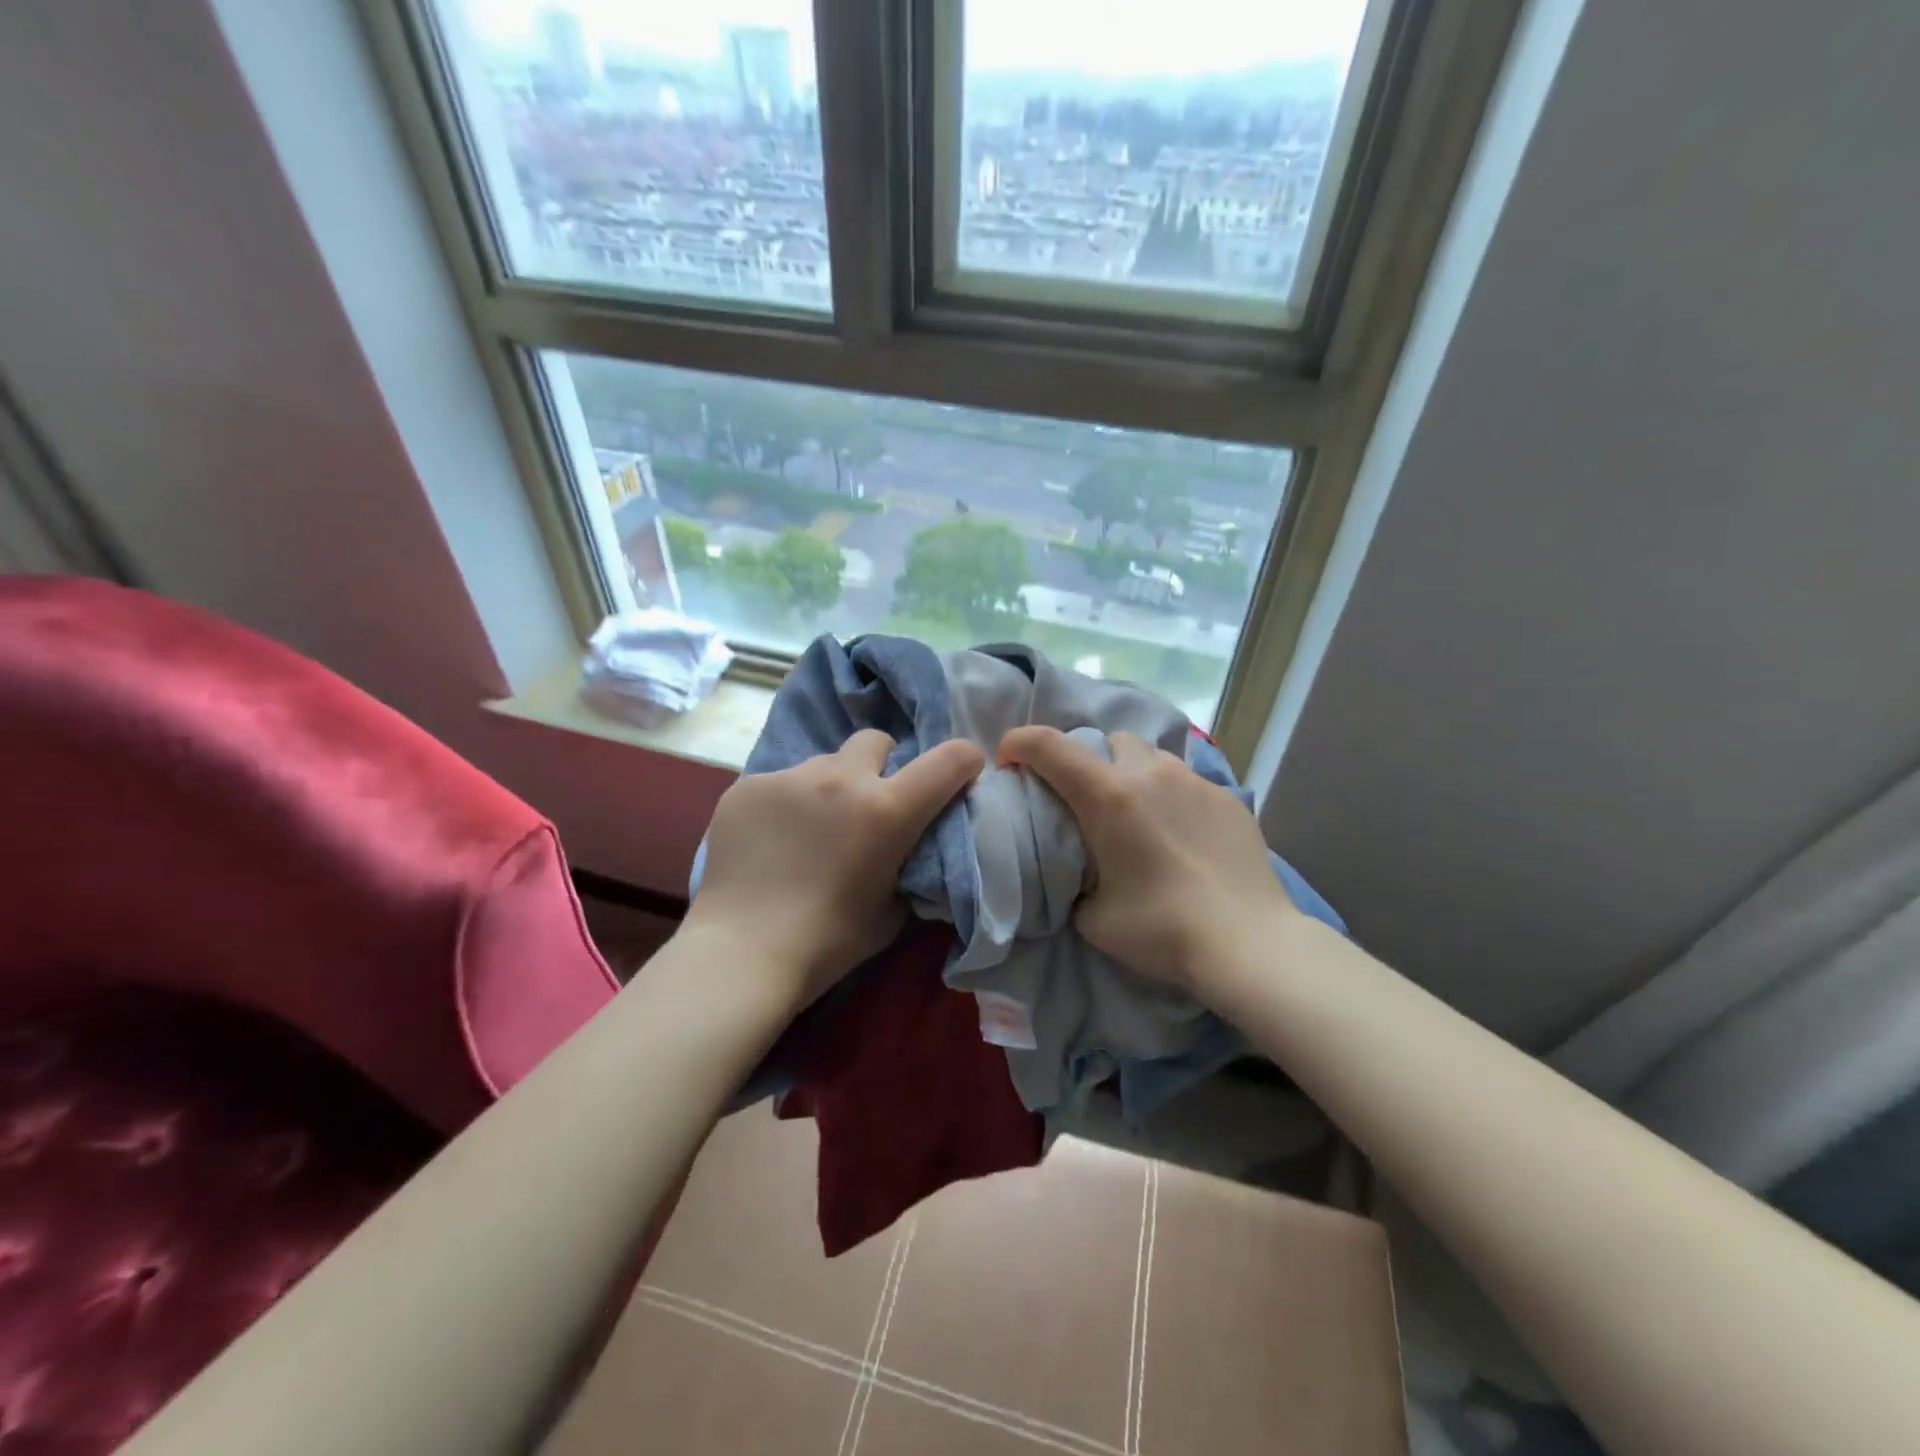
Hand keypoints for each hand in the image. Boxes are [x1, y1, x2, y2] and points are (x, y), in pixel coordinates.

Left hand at [685, 730, 984, 1010]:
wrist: (743, 953)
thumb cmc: (828, 943)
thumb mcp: (892, 909)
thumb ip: (908, 866)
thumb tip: (908, 849)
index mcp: (886, 809)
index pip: (947, 760)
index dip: (964, 760)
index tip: (962, 773)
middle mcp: (840, 779)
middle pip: (875, 741)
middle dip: (881, 765)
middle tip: (868, 804)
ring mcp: (788, 778)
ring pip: (823, 764)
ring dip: (829, 788)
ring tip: (809, 831)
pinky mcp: (747, 787)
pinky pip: (779, 784)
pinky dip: (785, 806)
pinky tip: (769, 843)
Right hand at [997, 725, 1294, 994]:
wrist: (1248, 943)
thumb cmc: (1161, 930)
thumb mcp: (1093, 918)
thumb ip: (1076, 884)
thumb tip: (1081, 878)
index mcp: (1108, 797)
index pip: (1050, 746)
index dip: (1020, 743)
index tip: (1009, 760)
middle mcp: (1150, 774)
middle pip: (1108, 741)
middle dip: (1090, 761)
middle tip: (1089, 801)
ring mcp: (1195, 782)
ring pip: (1152, 757)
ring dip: (1134, 775)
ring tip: (1139, 816)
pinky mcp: (1229, 798)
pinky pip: (1187, 782)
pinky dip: (1171, 797)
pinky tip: (1181, 836)